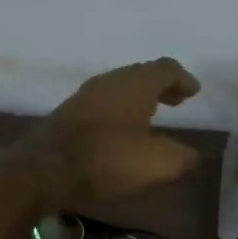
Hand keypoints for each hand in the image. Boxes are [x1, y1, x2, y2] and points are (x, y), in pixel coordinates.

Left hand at [20, 58, 202, 206]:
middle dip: (162, 87)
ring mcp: (85, 96)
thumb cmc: (107, 160)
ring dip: (139, 98)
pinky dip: (120, 110)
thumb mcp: (157, 164)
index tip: (194, 93)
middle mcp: (109, 81)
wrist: (44, 169)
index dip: (183, 79)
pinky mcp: (68, 114)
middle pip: (141, 74)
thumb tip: (192, 155)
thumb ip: (182, 157)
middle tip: (177, 100)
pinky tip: (121, 131)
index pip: (166, 69)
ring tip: (152, 116)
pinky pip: (103, 103)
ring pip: (119, 88)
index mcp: (135, 84)